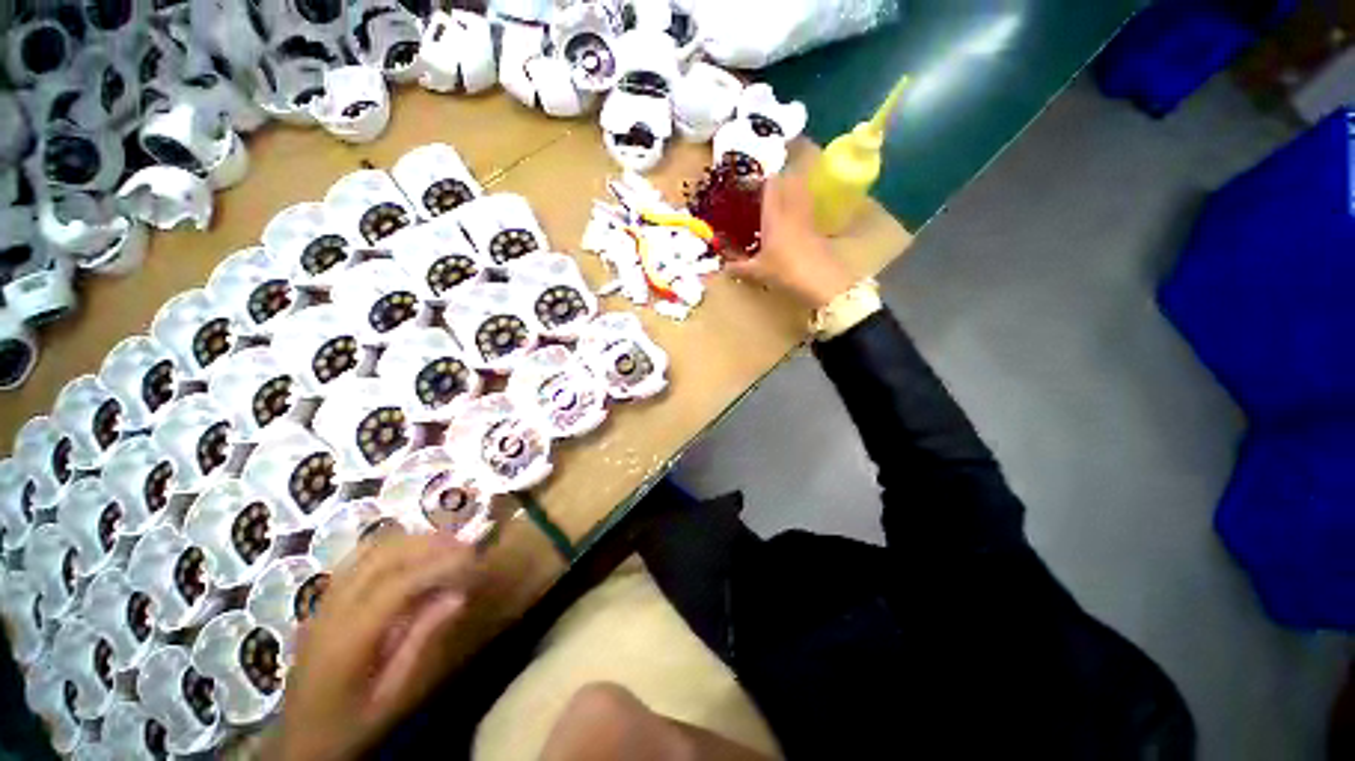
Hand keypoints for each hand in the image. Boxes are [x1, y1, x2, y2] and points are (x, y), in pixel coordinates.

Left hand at [268, 533, 481, 760]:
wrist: (299, 739)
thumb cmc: (353, 722)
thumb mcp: (393, 693)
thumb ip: (422, 641)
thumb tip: (459, 595)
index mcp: (349, 637)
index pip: (398, 584)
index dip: (439, 564)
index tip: (473, 558)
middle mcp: (332, 609)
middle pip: (383, 555)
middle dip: (429, 544)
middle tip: (465, 547)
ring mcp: (323, 600)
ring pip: (370, 549)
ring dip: (412, 541)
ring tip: (445, 546)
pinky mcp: (323, 599)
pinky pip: (359, 557)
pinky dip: (393, 546)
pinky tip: (414, 554)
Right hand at [724, 174, 856, 309]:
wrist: (821, 280)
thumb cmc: (785, 270)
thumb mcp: (758, 271)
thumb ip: (740, 268)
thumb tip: (724, 267)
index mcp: (774, 215)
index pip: (772, 184)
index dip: (765, 177)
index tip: (756, 179)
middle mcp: (792, 211)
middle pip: (792, 181)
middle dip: (783, 178)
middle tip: (770, 186)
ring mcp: (808, 219)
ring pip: (802, 194)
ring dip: (794, 191)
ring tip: (782, 200)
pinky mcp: (818, 230)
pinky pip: (807, 212)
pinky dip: (800, 210)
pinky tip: (793, 223)